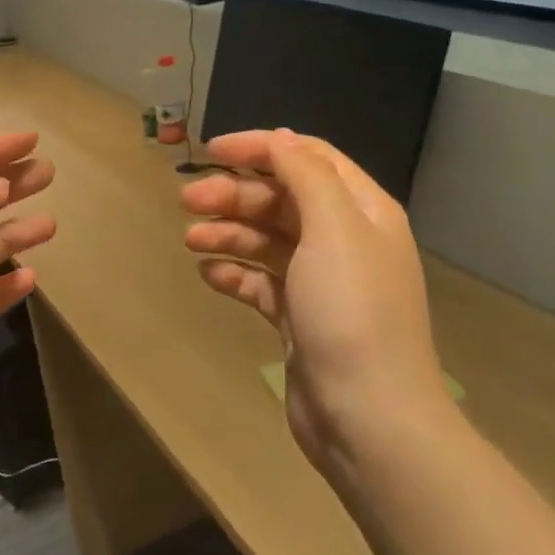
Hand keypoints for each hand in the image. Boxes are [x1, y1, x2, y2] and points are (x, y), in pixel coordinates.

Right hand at [181, 129, 450, 480]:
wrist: (367, 416)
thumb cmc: (351, 311)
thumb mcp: (334, 228)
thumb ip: (305, 175)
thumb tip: (280, 138)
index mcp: (362, 210)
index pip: (308, 158)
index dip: (261, 148)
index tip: (210, 151)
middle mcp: (344, 239)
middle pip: (282, 198)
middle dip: (235, 194)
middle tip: (187, 201)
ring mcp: (321, 282)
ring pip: (267, 240)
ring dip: (228, 233)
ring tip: (190, 240)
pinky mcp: (300, 318)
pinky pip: (261, 283)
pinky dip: (235, 274)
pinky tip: (208, 275)